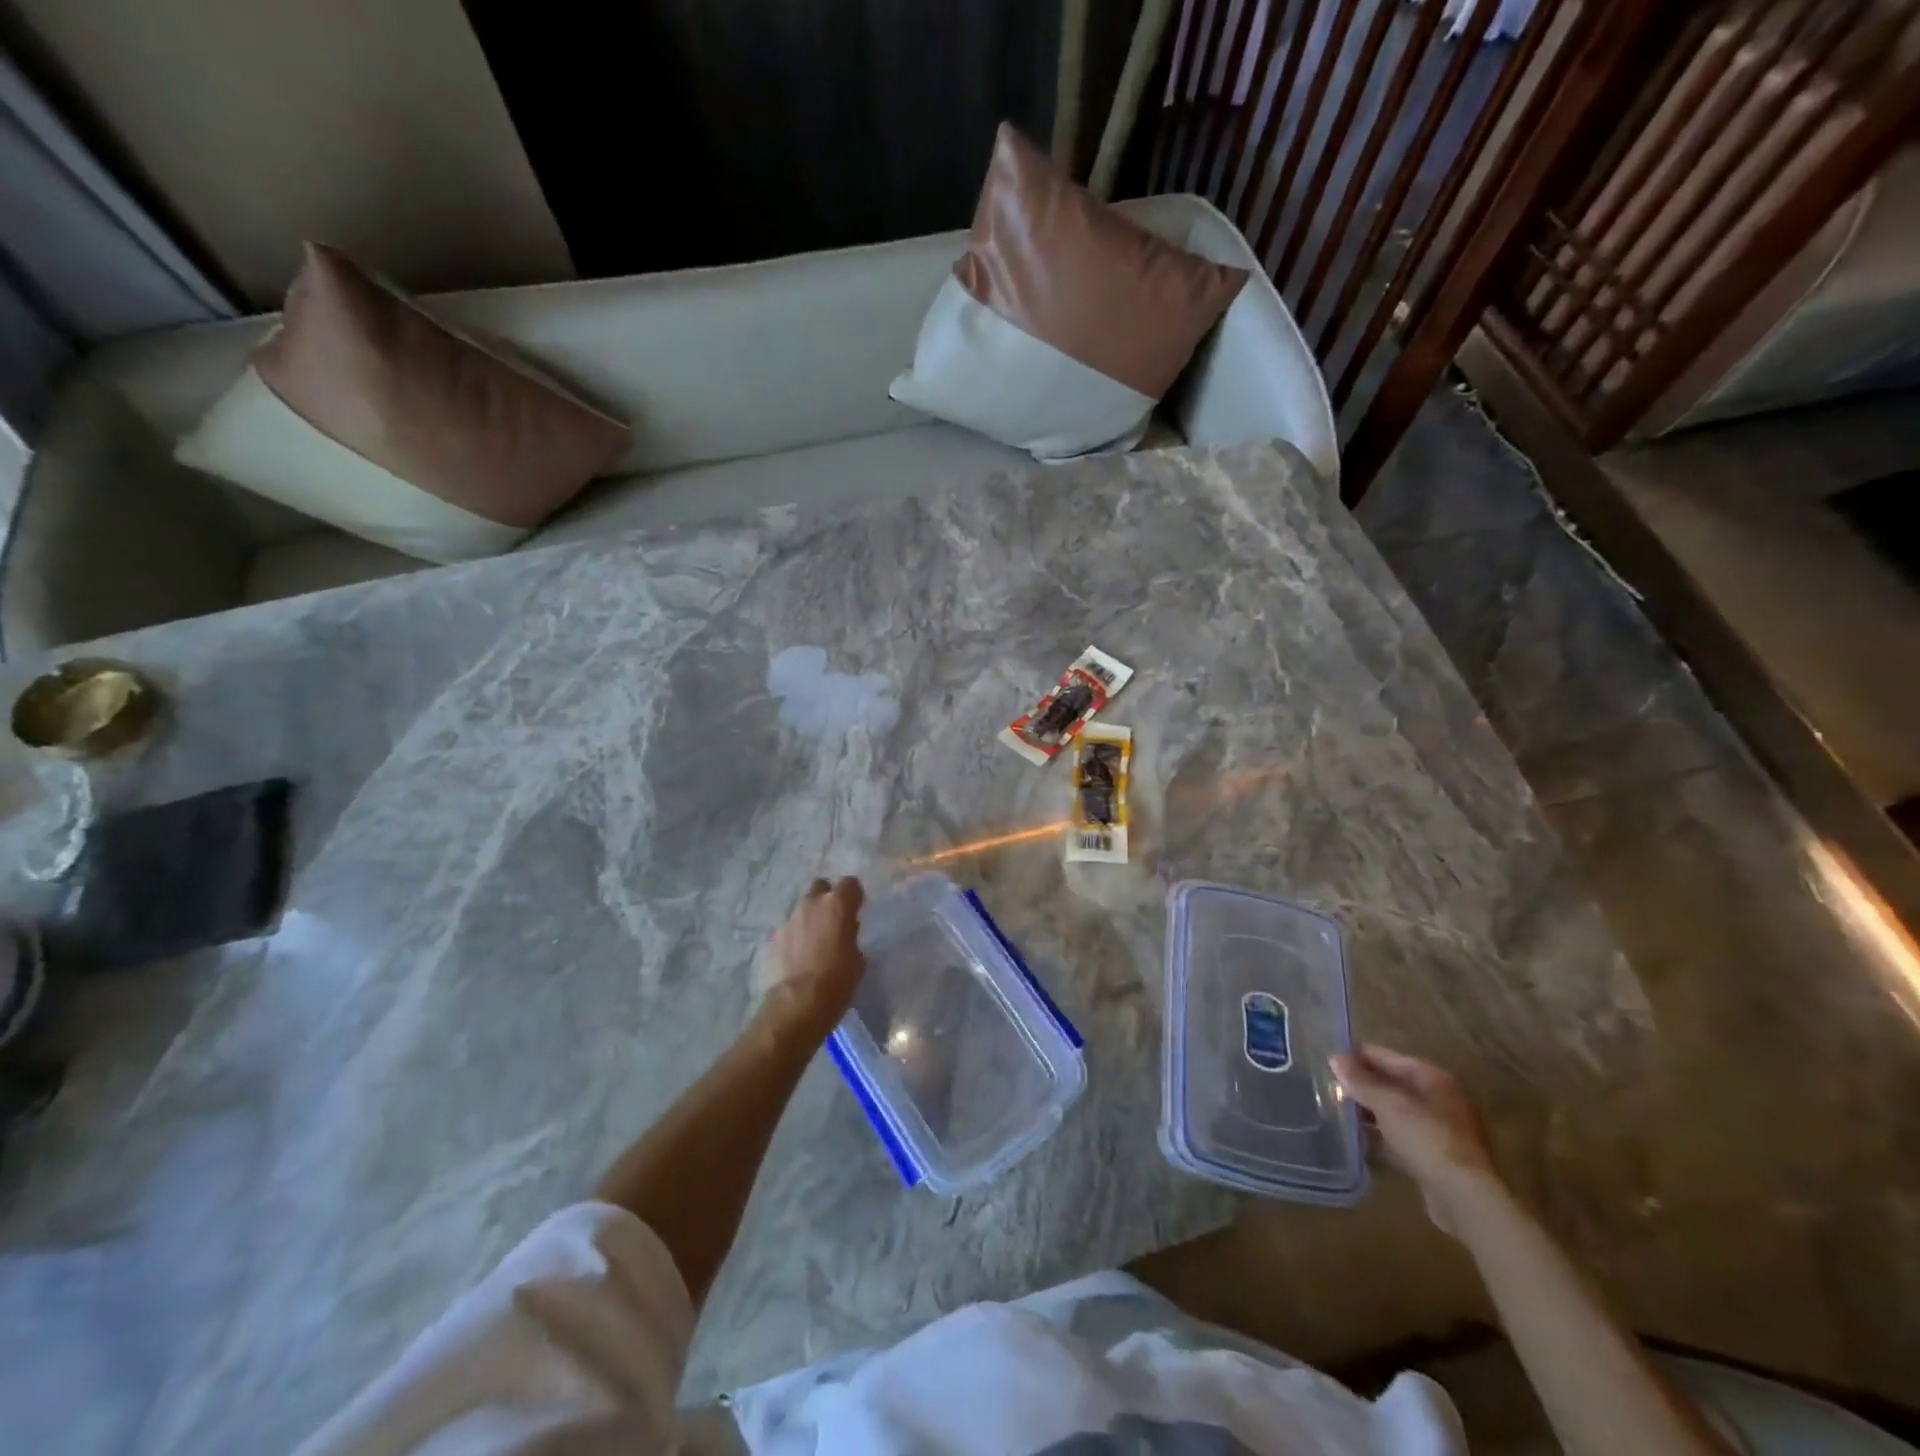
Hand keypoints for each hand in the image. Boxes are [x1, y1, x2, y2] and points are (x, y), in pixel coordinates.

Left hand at [759, 877, 865, 1032]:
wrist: (799, 1002)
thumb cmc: (838, 979)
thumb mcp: (857, 957)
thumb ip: (851, 936)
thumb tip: (845, 934)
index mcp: (838, 904)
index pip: (850, 883)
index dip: (853, 896)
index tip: (856, 910)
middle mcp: (812, 903)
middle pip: (821, 887)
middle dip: (827, 899)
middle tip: (833, 921)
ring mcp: (790, 918)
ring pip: (803, 908)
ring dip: (810, 918)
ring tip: (814, 942)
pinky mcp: (774, 936)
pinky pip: (790, 928)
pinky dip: (796, 936)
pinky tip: (799, 955)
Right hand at [1331, 1044, 1496, 1235]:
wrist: (1463, 1196)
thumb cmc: (1425, 1137)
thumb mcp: (1387, 1103)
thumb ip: (1359, 1080)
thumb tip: (1335, 1058)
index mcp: (1431, 1076)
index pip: (1385, 1056)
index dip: (1356, 1056)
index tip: (1327, 1060)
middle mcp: (1439, 1097)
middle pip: (1392, 1083)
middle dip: (1362, 1085)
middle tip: (1330, 1087)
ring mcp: (1441, 1128)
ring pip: (1397, 1111)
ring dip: (1371, 1111)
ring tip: (1339, 1112)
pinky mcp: (1438, 1155)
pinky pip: (1402, 1135)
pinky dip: (1383, 1134)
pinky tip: (1360, 1139)